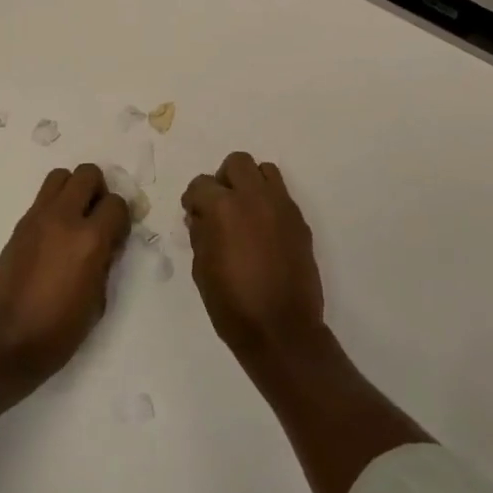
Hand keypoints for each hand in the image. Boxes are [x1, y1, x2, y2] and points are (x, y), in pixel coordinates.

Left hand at [0, 164, 128, 384]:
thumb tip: (107, 244)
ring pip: (59, 177)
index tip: (117, 237)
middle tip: (96, 217)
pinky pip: (41, 201)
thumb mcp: (97, 302)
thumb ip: (105, 263)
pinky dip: (53, 208)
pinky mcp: (17, 228)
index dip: (121, 218)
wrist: (1, 346)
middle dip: (98, 190)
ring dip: (72, 190)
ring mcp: (36, 220)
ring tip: (74, 220)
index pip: (116, 203)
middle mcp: (63, 219)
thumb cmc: (57, 333)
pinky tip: (53, 239)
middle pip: (87, 173)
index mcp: (89, 240)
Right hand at [181, 153, 326, 360]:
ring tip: (244, 211)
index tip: (193, 214)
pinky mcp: (300, 221)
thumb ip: (200, 233)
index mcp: (224, 207)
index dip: (193, 198)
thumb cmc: (232, 305)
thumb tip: (200, 216)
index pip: (201, 183)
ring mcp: (282, 207)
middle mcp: (255, 197)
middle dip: (223, 179)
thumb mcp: (202, 269)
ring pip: (265, 171)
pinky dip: (269, 202)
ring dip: (251, 183)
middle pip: (238, 163)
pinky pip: (282, 196)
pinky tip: (263, 231)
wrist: (282, 330)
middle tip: (219, 205)